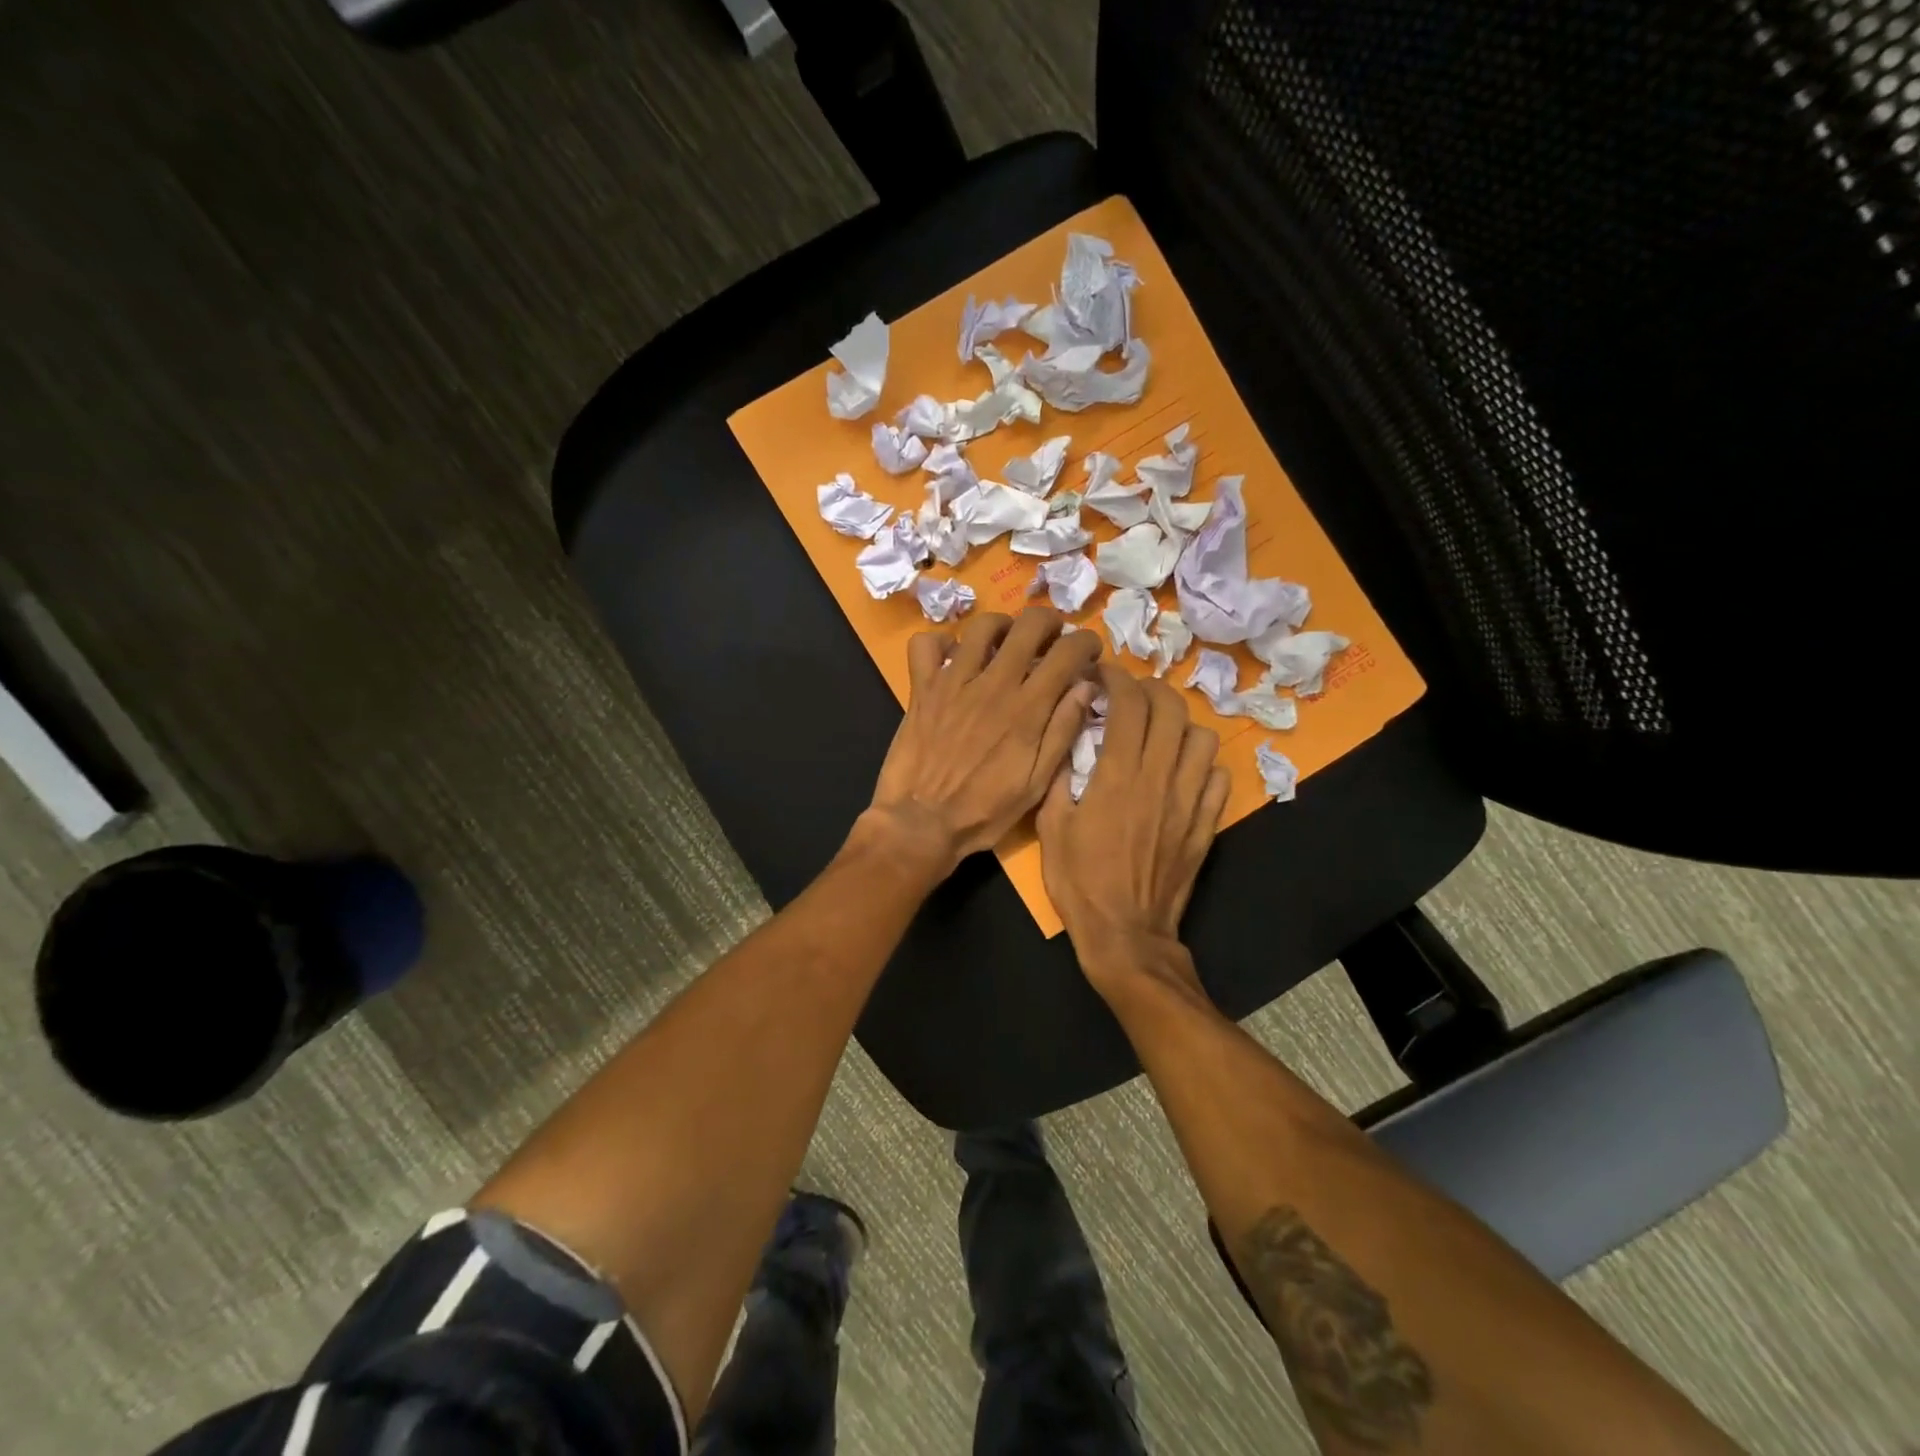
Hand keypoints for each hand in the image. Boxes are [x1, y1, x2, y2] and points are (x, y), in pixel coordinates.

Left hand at [866, 607, 1102, 874]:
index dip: (1085, 642)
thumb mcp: (1036, 784)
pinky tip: (954, 657)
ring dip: (1002, 626)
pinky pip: (926, 644)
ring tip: (1007, 642)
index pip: (1067, 653)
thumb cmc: (984, 811)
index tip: (1088, 651)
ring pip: (982, 626)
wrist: (921, 823)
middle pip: (1028, 625)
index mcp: (1028, 709)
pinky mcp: (922, 688)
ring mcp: (954, 682)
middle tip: (1052, 637)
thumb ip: (1062, 731)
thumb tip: (1085, 686)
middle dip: (1049, 621)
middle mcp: (994, 685)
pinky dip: (941, 642)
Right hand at [1037, 663, 1229, 993]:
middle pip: (1172, 709)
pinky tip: (1182, 770)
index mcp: (1118, 776)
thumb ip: (1058, 777)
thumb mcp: (1050, 827)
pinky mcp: (1206, 824)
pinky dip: (1201, 762)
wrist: (1126, 934)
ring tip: (1159, 732)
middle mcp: (1159, 778)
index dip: (1117, 679)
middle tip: (1132, 695)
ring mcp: (1189, 801)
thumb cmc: (1079, 882)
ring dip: (1180, 724)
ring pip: (1202, 738)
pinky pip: (1218, 776)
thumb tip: (1067, 738)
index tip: (1103, 675)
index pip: (1129, 705)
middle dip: (1152, 690)